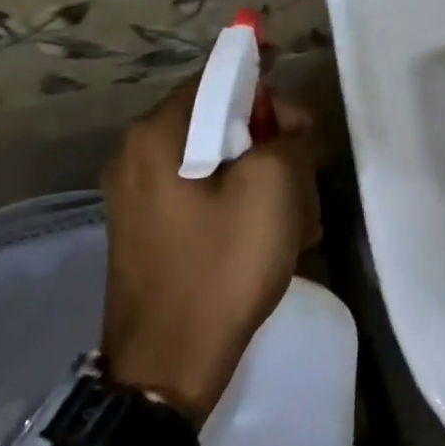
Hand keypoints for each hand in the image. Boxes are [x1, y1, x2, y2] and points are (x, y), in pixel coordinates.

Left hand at [99, 82, 320, 424]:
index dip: (264, 81)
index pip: (217, 78)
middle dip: (271, 143)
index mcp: (158, 135)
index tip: (301, 110)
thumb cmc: (222, 268)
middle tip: (306, 175)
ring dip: (264, 180)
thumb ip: (284, 137)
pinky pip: (206, 196)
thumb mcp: (272, 189)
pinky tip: (275, 240)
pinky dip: (242, 205)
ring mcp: (141, 197)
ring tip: (299, 220)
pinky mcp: (152, 231)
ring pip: (219, 163)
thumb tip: (281, 128)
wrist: (167, 367)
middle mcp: (138, 156)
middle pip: (220, 122)